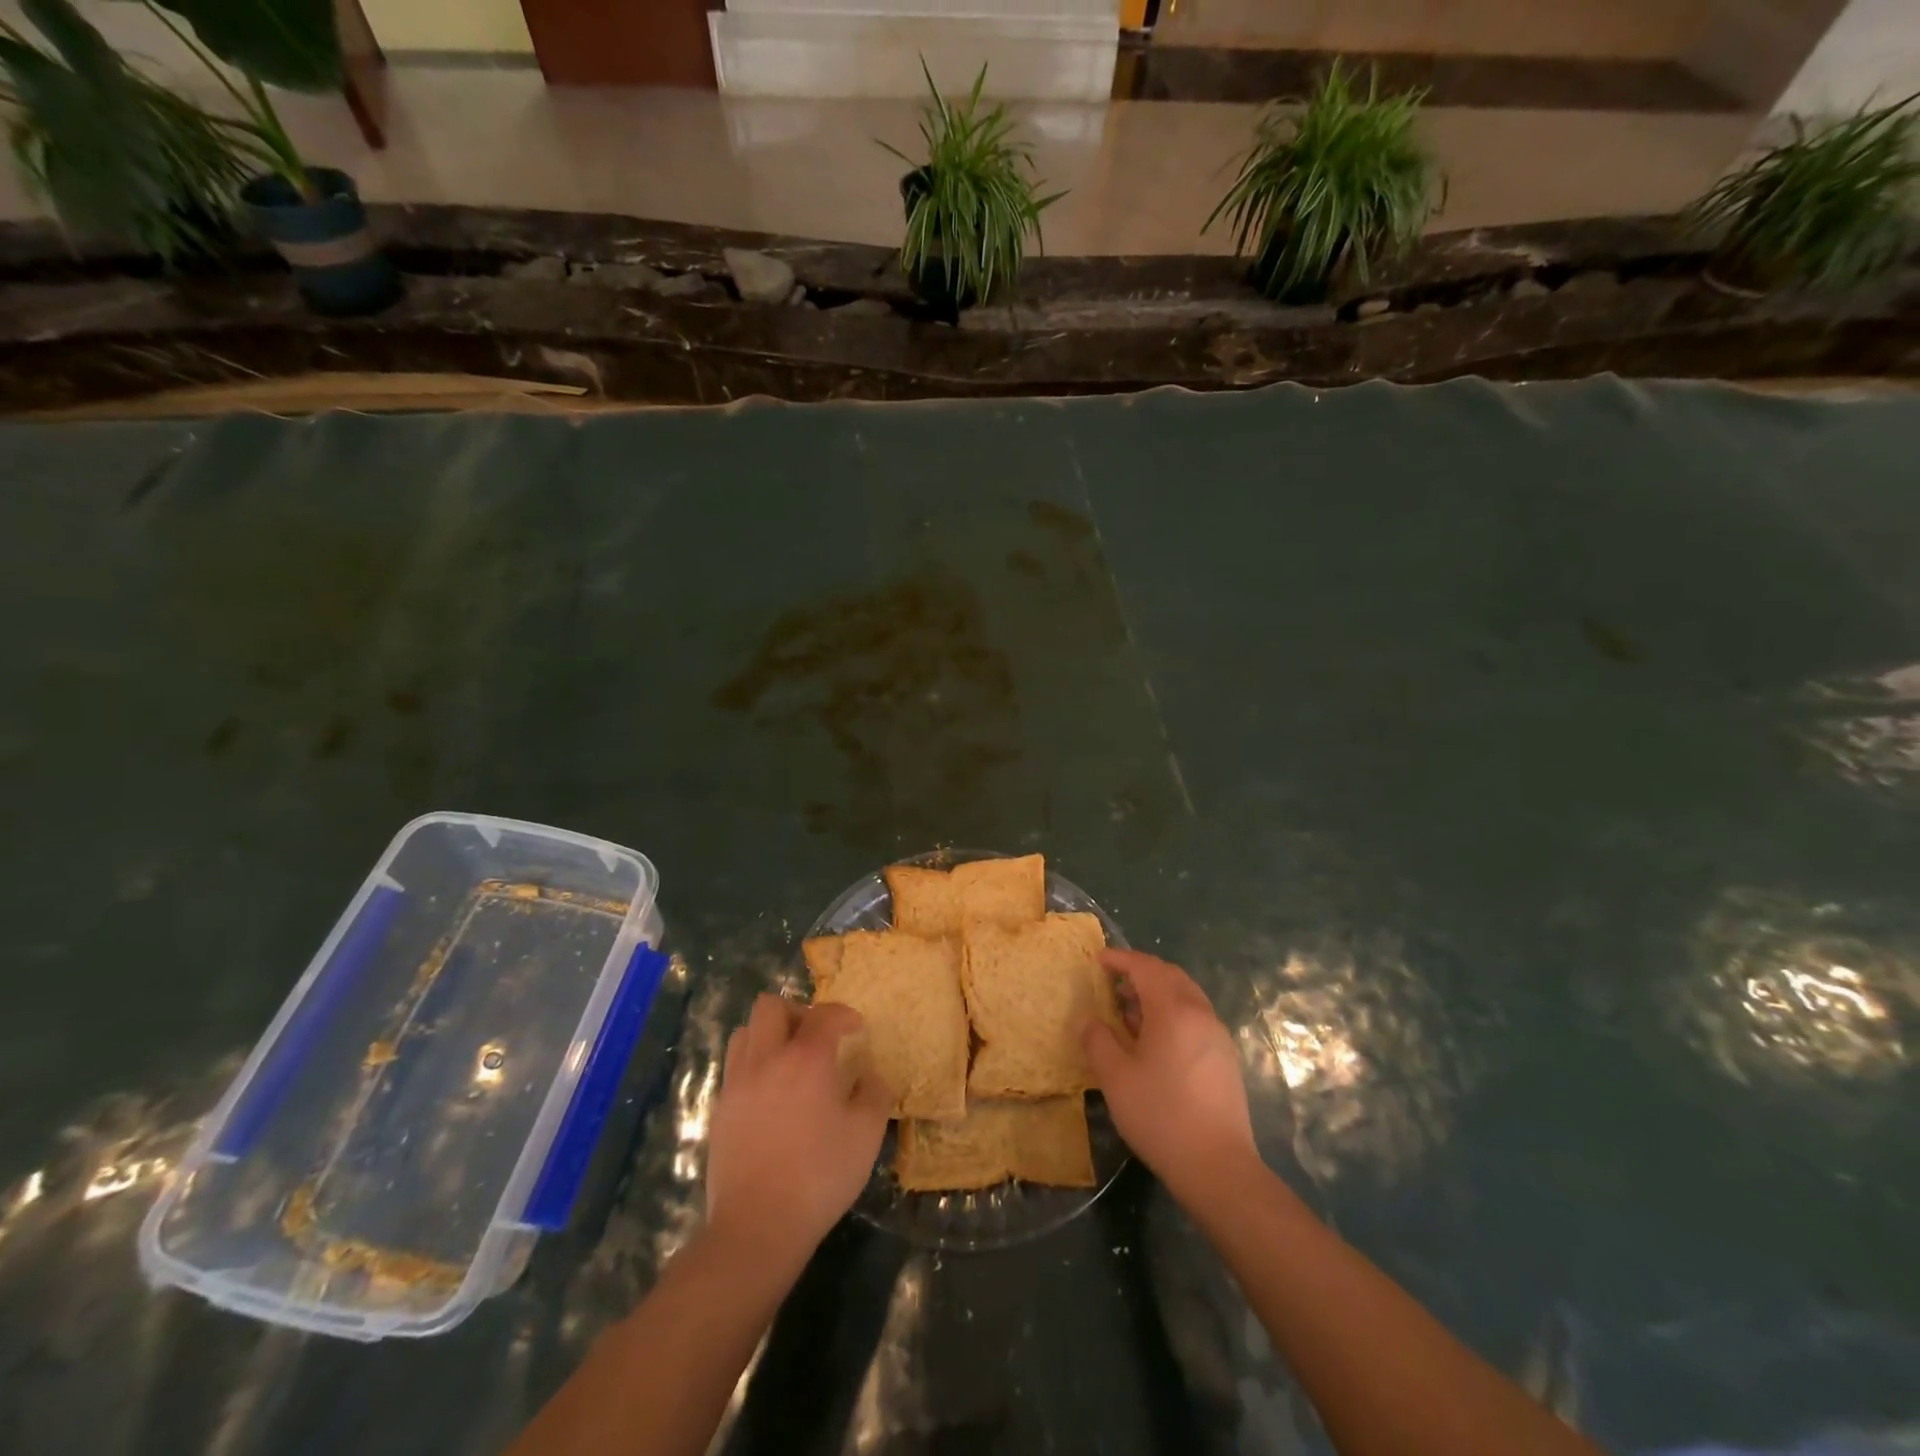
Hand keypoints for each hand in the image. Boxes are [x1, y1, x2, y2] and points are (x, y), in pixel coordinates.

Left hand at [705, 996, 890, 1269]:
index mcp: (806, 1058)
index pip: (825, 1013)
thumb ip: (874, 1094)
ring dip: (769, 1035)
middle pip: (771, 1006)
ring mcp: (738, 1083)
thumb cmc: (819, 1176)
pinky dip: (754, 1065)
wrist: (757, 1226)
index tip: (856, 1030)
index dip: (844, 1015)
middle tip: (816, 1038)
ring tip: (789, 1061)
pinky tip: (771, 1095)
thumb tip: (870, 1074)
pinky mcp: (720, 1109)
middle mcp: (767, 1059)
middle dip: (797, 1012)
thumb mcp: (866, 1135)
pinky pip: (735, 1067)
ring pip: (745, 1032)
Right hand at [1082, 949, 1257, 1202]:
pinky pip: (1195, 1017)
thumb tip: (1088, 1019)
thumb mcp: (1116, 1078)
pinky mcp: (1225, 1057)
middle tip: (1113, 982)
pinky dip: (1172, 1012)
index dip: (1120, 959)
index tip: (1098, 960)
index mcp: (1173, 1010)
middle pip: (1170, 975)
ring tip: (1129, 1011)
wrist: (1218, 1167)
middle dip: (1141, 972)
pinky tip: (1155, 1040)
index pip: (1145, 967)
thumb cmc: (1161, 1115)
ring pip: (1186, 996)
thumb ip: (1098, 1041)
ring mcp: (1217, 1035)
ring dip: (1157, 993)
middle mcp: (1200, 1013)